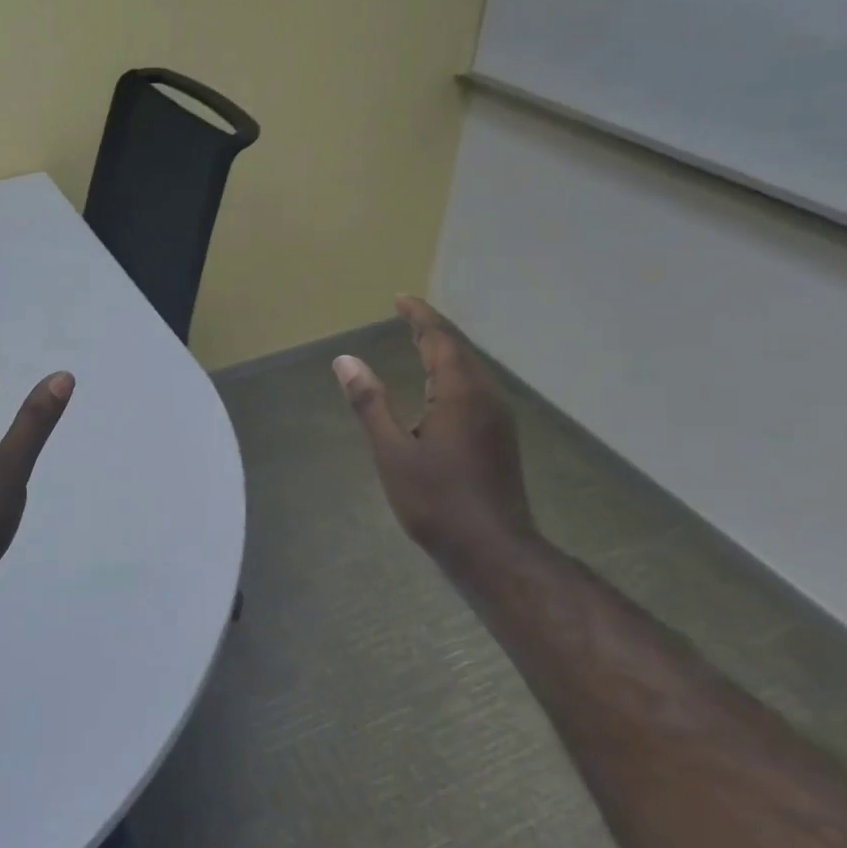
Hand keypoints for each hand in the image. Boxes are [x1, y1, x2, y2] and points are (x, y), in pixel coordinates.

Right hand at [333, 295, 536, 567]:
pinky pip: (476, 386)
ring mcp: (498, 416)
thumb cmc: (435, 501)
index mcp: (459, 392)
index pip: (439, 339)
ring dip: (445, 350)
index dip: (419, 316)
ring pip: (471, 368)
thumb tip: (345, 360)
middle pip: (459, 349)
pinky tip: (442, 386)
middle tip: (407, 315)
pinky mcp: (501, 435)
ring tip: (419, 341)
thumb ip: (370, 403)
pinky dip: (454, 372)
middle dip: (432, 329)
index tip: (400, 299)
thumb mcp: (392, 452)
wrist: (492, 548)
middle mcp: (485, 395)